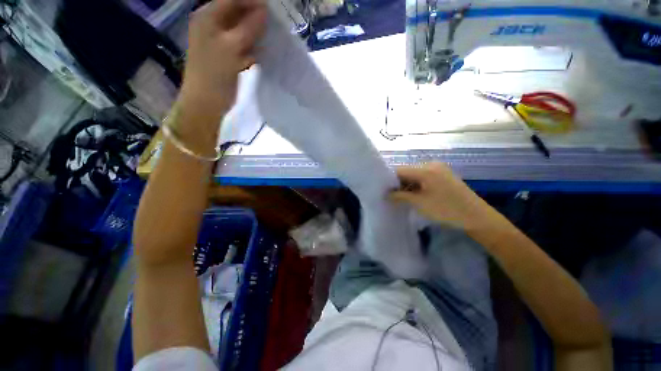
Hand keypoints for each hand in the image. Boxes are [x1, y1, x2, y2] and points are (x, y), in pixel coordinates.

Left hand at [179, 0, 265, 119]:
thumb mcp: (232, 47)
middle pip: (237, 14)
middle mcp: (213, 26)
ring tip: (272, 36)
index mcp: (208, 17)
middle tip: (274, 23)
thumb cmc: (215, 73)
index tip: (272, 8)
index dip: (252, 2)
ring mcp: (221, 42)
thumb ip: (248, 27)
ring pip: (242, 31)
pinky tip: (263, 51)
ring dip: (256, 33)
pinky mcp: (229, 57)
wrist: (207, 102)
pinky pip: (244, 46)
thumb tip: (264, 10)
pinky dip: (254, 47)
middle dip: (255, 17)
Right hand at [390, 163, 500, 230]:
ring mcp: (438, 169)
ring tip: (401, 197)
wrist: (476, 217)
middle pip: (407, 171)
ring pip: (414, 175)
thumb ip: (400, 196)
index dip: (389, 180)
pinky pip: (423, 177)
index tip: (383, 191)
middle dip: (398, 183)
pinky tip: (413, 194)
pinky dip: (416, 185)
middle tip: (391, 196)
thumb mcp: (420, 203)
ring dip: (407, 185)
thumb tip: (386, 194)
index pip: (400, 170)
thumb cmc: (446, 209)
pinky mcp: (442, 175)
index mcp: (426, 169)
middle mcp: (431, 164)